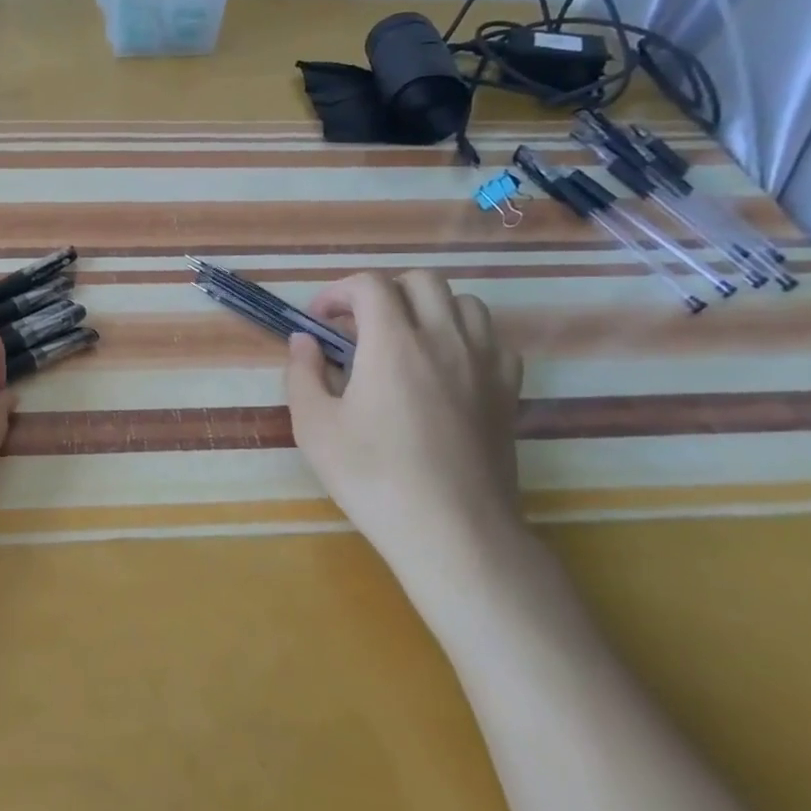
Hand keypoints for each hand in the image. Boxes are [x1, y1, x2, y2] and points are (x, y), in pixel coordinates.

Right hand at [285, 270, 527, 615]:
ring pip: (464, 303)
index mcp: (393, 343)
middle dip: (384, 291)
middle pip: (421, 280)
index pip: (370, 284)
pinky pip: (493, 340)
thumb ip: (303, 374)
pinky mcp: (508, 390)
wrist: (452, 529)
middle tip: (359, 325)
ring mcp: (484, 362)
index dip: (338, 291)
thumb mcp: (315, 427)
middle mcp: (444, 338)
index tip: (320, 319)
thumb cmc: (373, 477)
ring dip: (428, 308)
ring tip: (404, 341)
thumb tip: (303, 341)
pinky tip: (447, 367)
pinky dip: (466, 338)